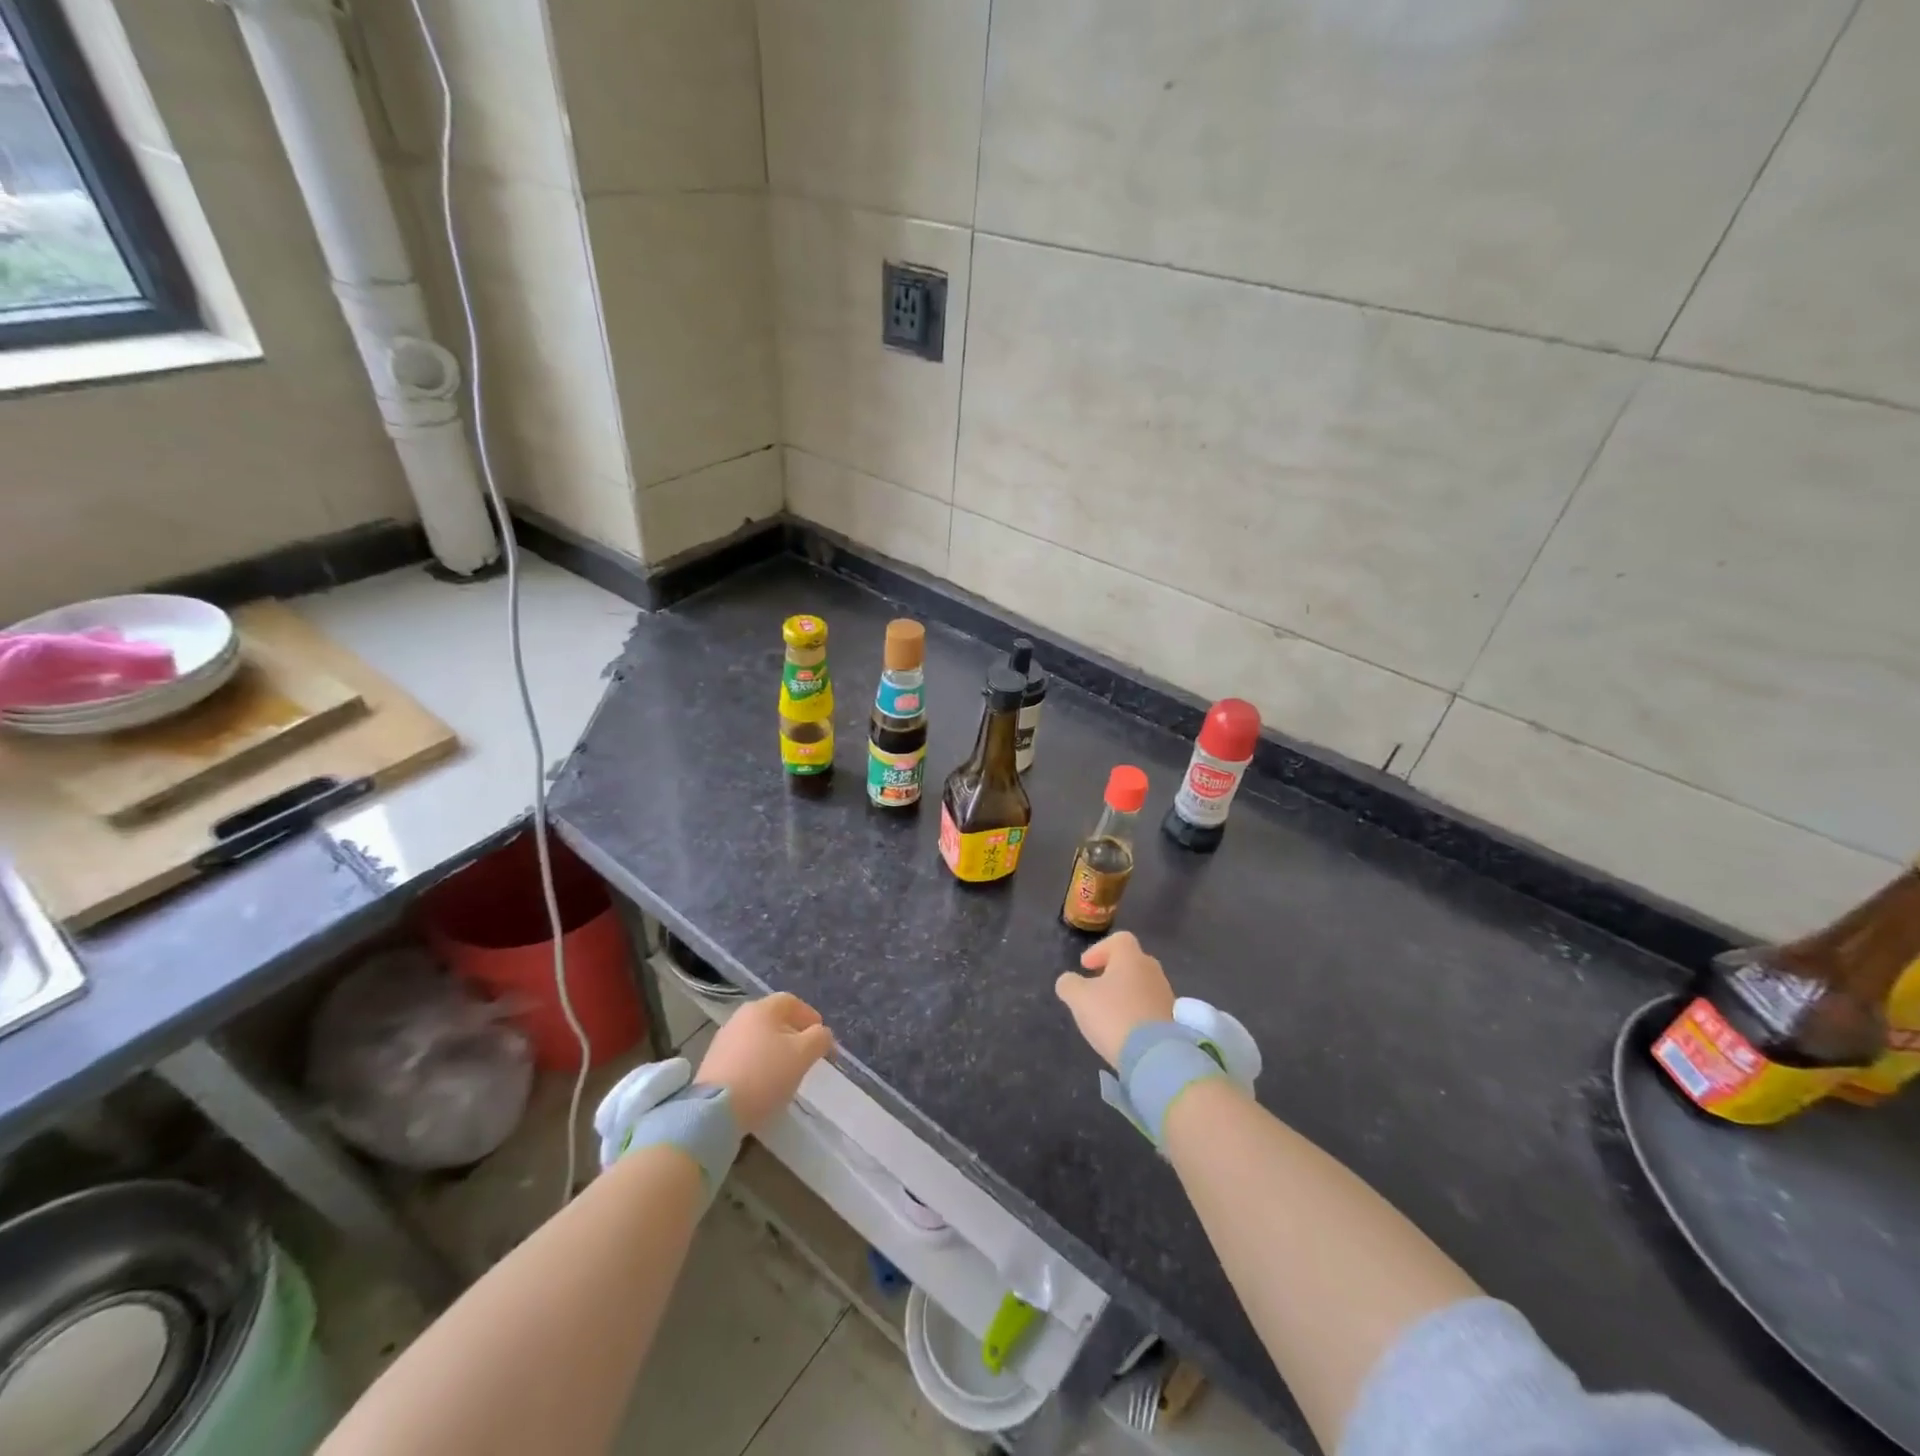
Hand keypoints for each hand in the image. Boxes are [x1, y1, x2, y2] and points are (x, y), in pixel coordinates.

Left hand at [696, 992, 833, 1133]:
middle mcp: (740, 1017)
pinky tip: (763, 1084)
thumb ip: (820, 1038)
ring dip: (774, 1050)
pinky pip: (744, 1056)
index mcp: (762, 1008)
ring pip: (758, 1038)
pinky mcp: (712, 1063)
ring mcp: (723, 1040)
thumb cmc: (765, 1075)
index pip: (792, 1002)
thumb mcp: (803, 1055)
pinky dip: (757, 1064)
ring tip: (785, 1072)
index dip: (810, 1017)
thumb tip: (822, 1034)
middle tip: (806, 1055)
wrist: (714, 1111)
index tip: (821, 1038)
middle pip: (774, 1019)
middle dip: (793, 1034)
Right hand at [1054, 931, 1176, 1067]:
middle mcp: (1152, 970)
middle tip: (1096, 987)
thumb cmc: (1113, 1016)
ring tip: (1108, 1012)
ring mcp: (1165, 994)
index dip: (1099, 949)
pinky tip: (1124, 1028)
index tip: (1085, 967)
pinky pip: (1150, 1006)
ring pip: (1141, 984)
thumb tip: (1068, 981)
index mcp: (1131, 958)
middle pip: (1131, 961)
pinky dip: (1136, 1011)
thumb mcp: (1079, 998)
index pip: (1119, 940)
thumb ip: (1069, 984)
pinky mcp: (1172, 1019)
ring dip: (1125, 993)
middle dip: (1112, 971)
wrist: (1155, 1055)